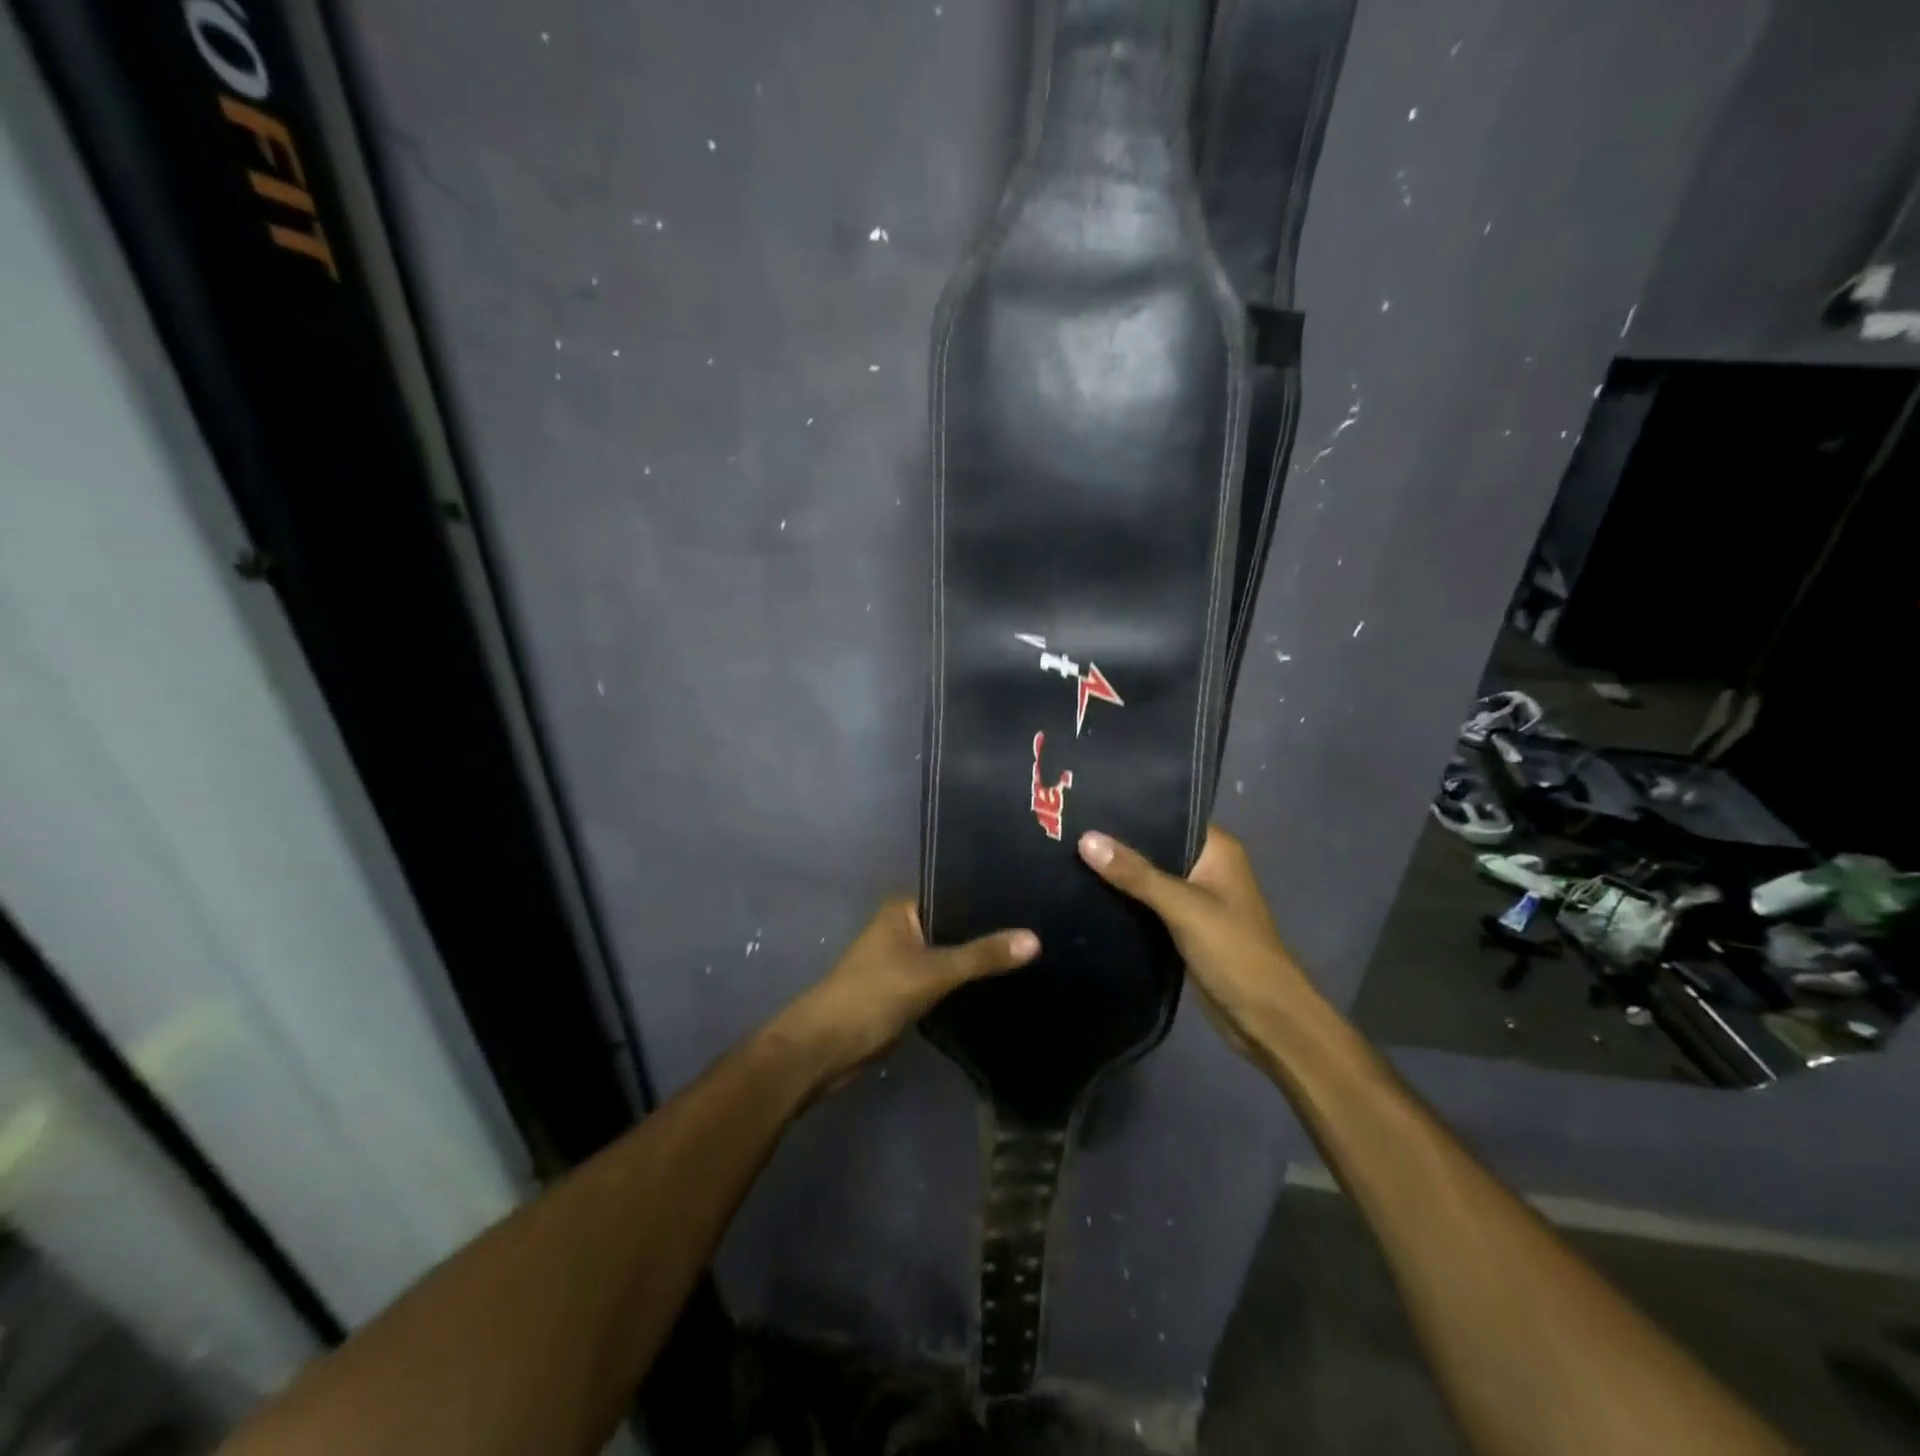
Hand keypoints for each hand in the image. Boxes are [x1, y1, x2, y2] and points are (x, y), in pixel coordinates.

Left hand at [775, 899, 1037, 1091]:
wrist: (827, 1048)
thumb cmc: (873, 995)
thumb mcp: (932, 972)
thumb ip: (981, 955)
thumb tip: (1035, 938)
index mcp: (903, 909)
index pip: (955, 892)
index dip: (989, 897)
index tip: (1032, 898)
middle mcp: (904, 927)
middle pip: (955, 924)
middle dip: (989, 930)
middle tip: (1041, 928)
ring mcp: (905, 960)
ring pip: (951, 953)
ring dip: (978, 958)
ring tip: (1031, 954)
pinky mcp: (908, 990)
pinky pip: (946, 978)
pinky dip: (967, 981)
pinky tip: (1002, 983)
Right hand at [1077, 825, 1311, 1056]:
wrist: (1264, 1018)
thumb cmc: (1233, 950)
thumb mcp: (1183, 907)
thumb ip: (1136, 874)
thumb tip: (1085, 839)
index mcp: (1217, 850)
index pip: (1168, 814)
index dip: (1130, 808)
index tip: (1086, 802)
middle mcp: (1206, 867)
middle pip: (1154, 846)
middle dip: (1116, 842)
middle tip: (1065, 829)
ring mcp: (1194, 899)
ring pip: (1148, 877)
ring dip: (1117, 873)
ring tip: (1067, 854)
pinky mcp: (1182, 927)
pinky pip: (1146, 905)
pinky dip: (1124, 900)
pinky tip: (1086, 892)